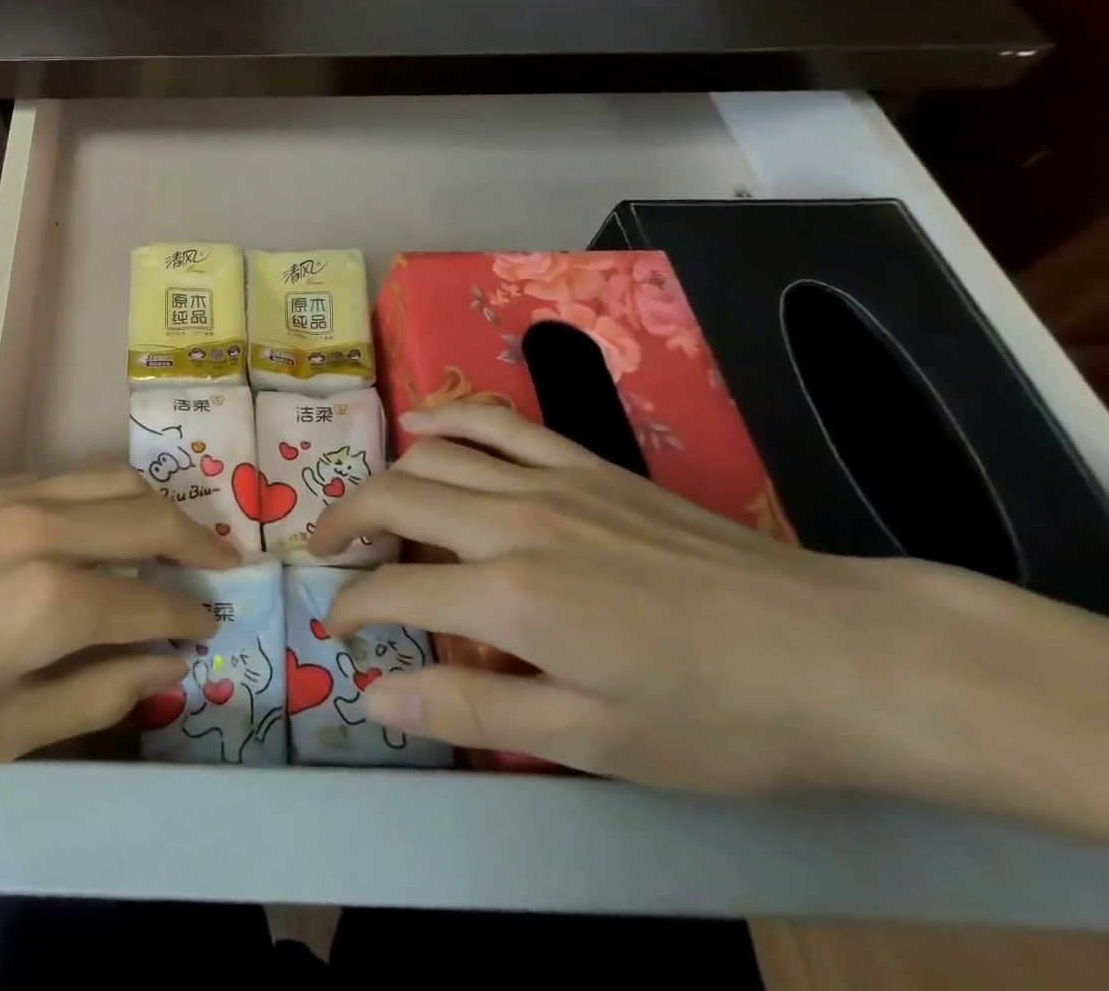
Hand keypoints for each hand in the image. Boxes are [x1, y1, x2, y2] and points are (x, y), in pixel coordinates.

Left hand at [0, 464, 236, 787]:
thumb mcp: (4, 731)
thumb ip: (98, 691)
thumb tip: (166, 666)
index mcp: (54, 600)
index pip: (153, 597)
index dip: (191, 615)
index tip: (212, 626)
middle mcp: (45, 528)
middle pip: (148, 513)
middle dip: (198, 541)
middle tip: (222, 567)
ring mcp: (11, 494)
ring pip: (112, 477)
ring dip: (156, 504)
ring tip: (176, 535)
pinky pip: (66, 477)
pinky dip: (104, 494)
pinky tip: (100, 523)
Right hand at [313, 405, 1108, 834]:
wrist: (838, 654)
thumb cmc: (717, 716)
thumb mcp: (595, 743)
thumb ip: (474, 711)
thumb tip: (377, 697)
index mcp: (511, 597)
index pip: (394, 591)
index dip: (352, 608)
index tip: (338, 626)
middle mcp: (513, 522)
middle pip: (394, 501)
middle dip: (342, 523)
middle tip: (322, 550)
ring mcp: (548, 481)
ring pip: (432, 457)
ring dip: (384, 477)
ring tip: (365, 506)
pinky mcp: (583, 464)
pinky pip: (497, 422)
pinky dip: (447, 418)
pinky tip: (420, 424)